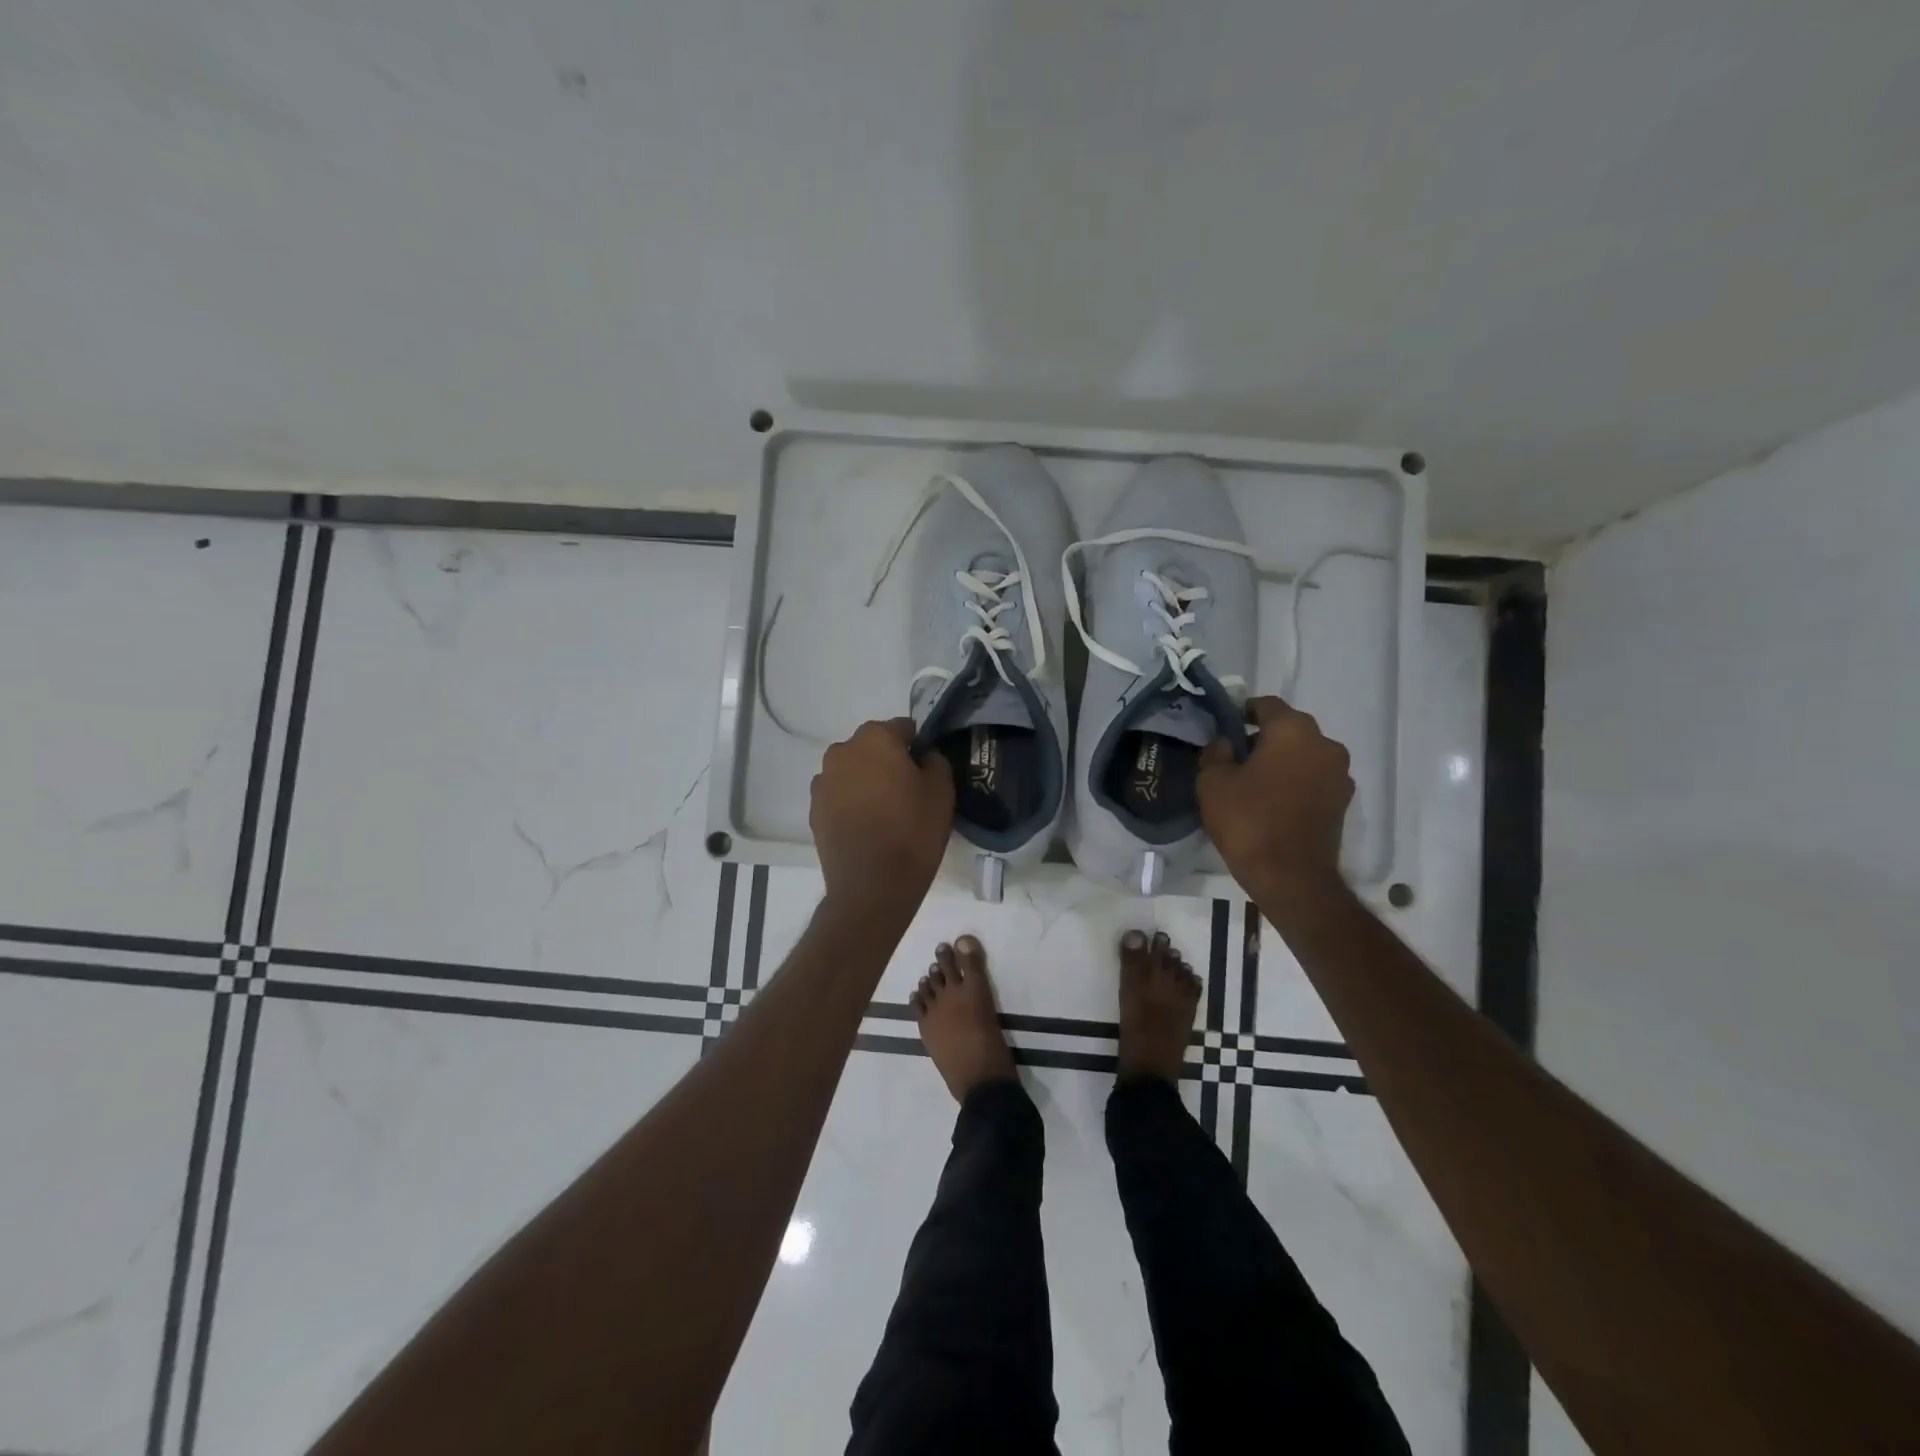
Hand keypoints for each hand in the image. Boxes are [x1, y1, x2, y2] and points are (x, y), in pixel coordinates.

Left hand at [810, 719, 954, 916]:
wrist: (872, 886)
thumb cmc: (913, 832)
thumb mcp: (942, 792)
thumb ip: (935, 761)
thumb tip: (923, 756)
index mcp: (875, 738)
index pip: (903, 728)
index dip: (918, 746)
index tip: (927, 770)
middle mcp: (842, 751)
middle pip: (873, 746)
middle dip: (889, 760)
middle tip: (907, 790)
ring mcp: (823, 781)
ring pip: (853, 769)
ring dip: (867, 780)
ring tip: (884, 811)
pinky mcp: (814, 808)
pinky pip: (838, 794)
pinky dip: (851, 801)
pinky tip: (866, 825)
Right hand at [1197, 697, 1352, 905]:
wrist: (1291, 877)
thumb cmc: (1248, 820)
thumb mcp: (1212, 782)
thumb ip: (1216, 753)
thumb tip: (1225, 743)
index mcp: (1293, 730)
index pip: (1266, 705)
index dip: (1242, 713)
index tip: (1224, 729)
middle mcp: (1325, 744)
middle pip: (1288, 729)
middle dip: (1262, 739)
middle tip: (1234, 759)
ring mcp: (1340, 774)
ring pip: (1303, 755)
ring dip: (1281, 762)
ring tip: (1253, 785)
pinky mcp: (1342, 802)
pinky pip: (1313, 780)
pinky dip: (1294, 783)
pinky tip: (1272, 803)